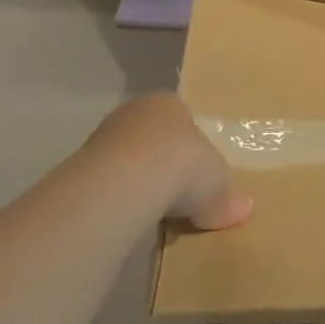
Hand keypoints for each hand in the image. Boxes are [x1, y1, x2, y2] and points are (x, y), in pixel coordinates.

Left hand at [83, 95, 251, 230]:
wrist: (127, 182)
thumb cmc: (183, 164)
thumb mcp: (219, 184)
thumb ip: (228, 195)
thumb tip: (243, 208)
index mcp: (170, 103)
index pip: (183, 120)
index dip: (192, 148)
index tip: (199, 176)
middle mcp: (135, 112)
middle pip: (153, 139)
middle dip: (163, 165)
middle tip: (178, 197)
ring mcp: (104, 137)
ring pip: (128, 161)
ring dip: (138, 183)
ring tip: (154, 215)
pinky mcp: (81, 167)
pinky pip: (109, 184)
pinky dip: (119, 200)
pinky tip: (129, 220)